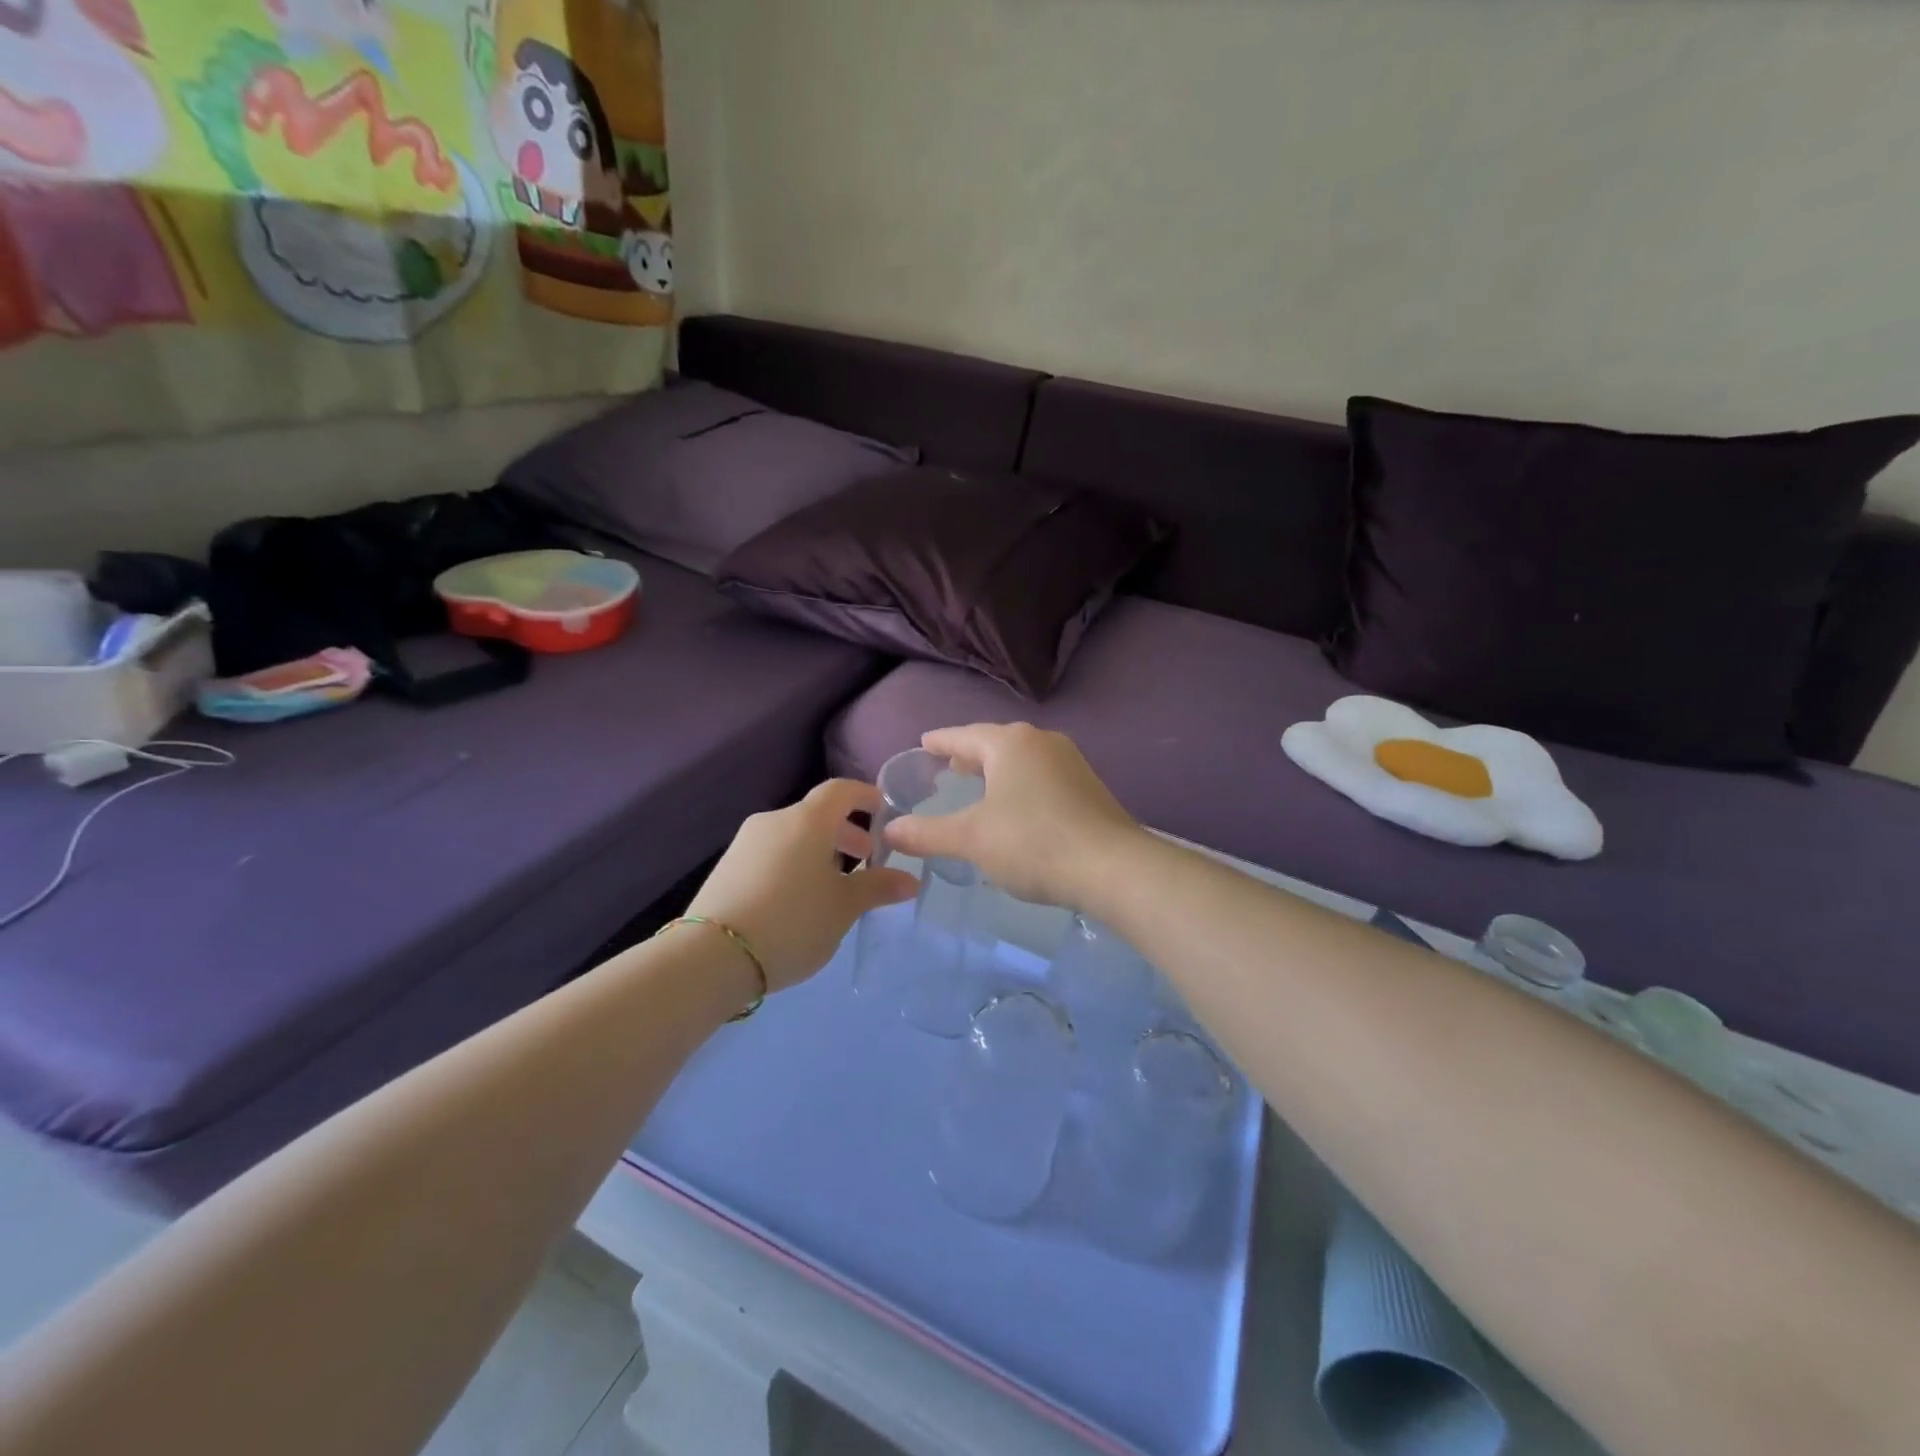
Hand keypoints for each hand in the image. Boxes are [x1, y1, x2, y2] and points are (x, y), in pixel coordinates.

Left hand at [687, 780, 916, 992]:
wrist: (711, 957)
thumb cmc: (792, 922)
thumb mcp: (843, 908)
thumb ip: (877, 887)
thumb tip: (909, 880)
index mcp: (806, 820)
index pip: (841, 790)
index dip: (866, 796)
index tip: (885, 813)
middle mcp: (774, 821)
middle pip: (816, 814)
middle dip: (845, 832)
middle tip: (866, 858)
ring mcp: (745, 843)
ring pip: (793, 835)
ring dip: (819, 851)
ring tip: (833, 886)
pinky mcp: (727, 867)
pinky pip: (772, 853)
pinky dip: (794, 863)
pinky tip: (798, 900)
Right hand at [882, 723, 1142, 909]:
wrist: (1113, 868)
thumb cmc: (1033, 843)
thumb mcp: (972, 838)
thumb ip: (927, 833)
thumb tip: (890, 830)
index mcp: (1010, 743)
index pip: (964, 735)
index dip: (941, 741)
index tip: (924, 742)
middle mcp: (1041, 741)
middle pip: (996, 742)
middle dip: (970, 754)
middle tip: (947, 765)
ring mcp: (1070, 762)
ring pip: (1022, 758)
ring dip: (997, 769)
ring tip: (978, 784)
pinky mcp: (1088, 786)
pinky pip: (1042, 775)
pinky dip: (1020, 783)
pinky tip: (1017, 806)